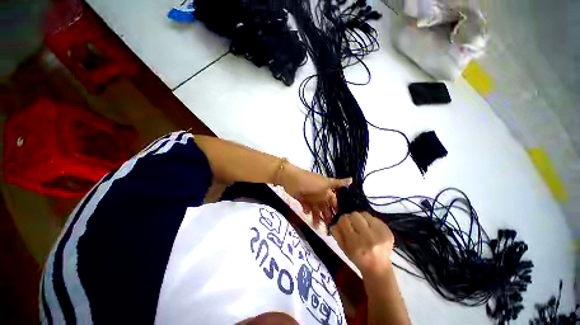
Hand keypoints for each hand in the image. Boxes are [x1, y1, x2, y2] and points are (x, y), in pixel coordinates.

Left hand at [280, 163, 351, 224]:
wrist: (292, 179)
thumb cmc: (311, 182)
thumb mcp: (326, 183)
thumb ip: (338, 183)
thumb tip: (352, 179)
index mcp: (326, 190)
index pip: (333, 201)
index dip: (336, 209)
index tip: (340, 220)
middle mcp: (319, 194)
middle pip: (324, 207)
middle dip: (326, 216)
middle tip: (328, 227)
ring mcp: (310, 196)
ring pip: (315, 209)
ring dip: (316, 217)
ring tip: (316, 226)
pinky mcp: (301, 198)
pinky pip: (306, 206)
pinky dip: (306, 210)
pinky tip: (306, 214)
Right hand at [330, 211, 394, 276]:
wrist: (378, 268)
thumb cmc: (358, 258)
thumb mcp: (343, 248)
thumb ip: (337, 233)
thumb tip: (335, 221)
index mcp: (355, 244)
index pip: (344, 221)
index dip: (342, 220)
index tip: (344, 224)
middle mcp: (369, 238)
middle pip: (354, 215)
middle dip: (351, 218)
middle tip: (353, 224)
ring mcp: (380, 234)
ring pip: (364, 214)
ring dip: (361, 218)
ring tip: (362, 226)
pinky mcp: (388, 231)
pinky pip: (375, 218)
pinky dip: (370, 221)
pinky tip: (370, 229)